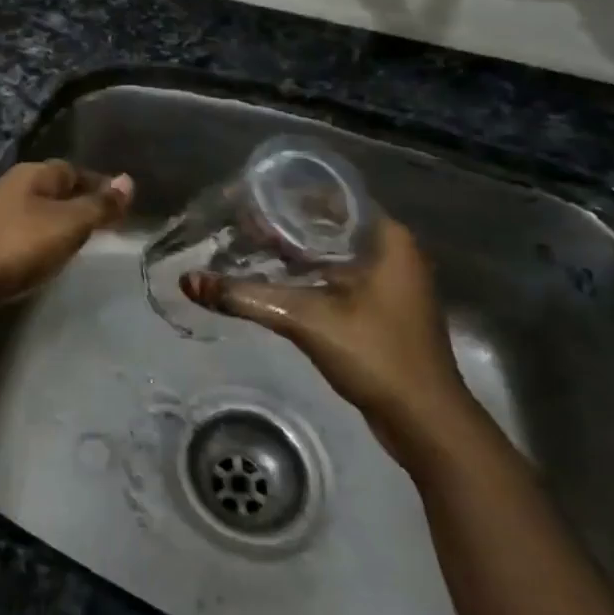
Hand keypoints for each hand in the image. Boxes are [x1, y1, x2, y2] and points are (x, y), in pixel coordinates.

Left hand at [0, 161, 133, 312]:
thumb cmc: (10, 246)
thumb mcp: (65, 225)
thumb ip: (97, 206)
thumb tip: (129, 180)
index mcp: (33, 177)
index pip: (74, 171)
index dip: (99, 184)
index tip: (123, 203)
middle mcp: (11, 192)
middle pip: (53, 192)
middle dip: (78, 205)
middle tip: (107, 229)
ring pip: (34, 219)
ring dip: (56, 230)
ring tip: (81, 250)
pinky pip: (18, 245)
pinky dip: (35, 252)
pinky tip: (41, 268)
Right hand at [181, 216, 482, 467]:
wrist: (426, 422)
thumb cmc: (376, 355)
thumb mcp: (305, 319)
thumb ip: (245, 297)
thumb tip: (188, 281)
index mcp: (387, 238)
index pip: (332, 195)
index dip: (288, 192)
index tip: (249, 193)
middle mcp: (392, 251)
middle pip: (328, 222)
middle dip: (284, 221)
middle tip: (239, 219)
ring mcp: (389, 281)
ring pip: (331, 250)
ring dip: (293, 248)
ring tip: (248, 243)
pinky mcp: (381, 307)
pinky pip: (336, 274)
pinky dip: (306, 272)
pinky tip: (273, 277)